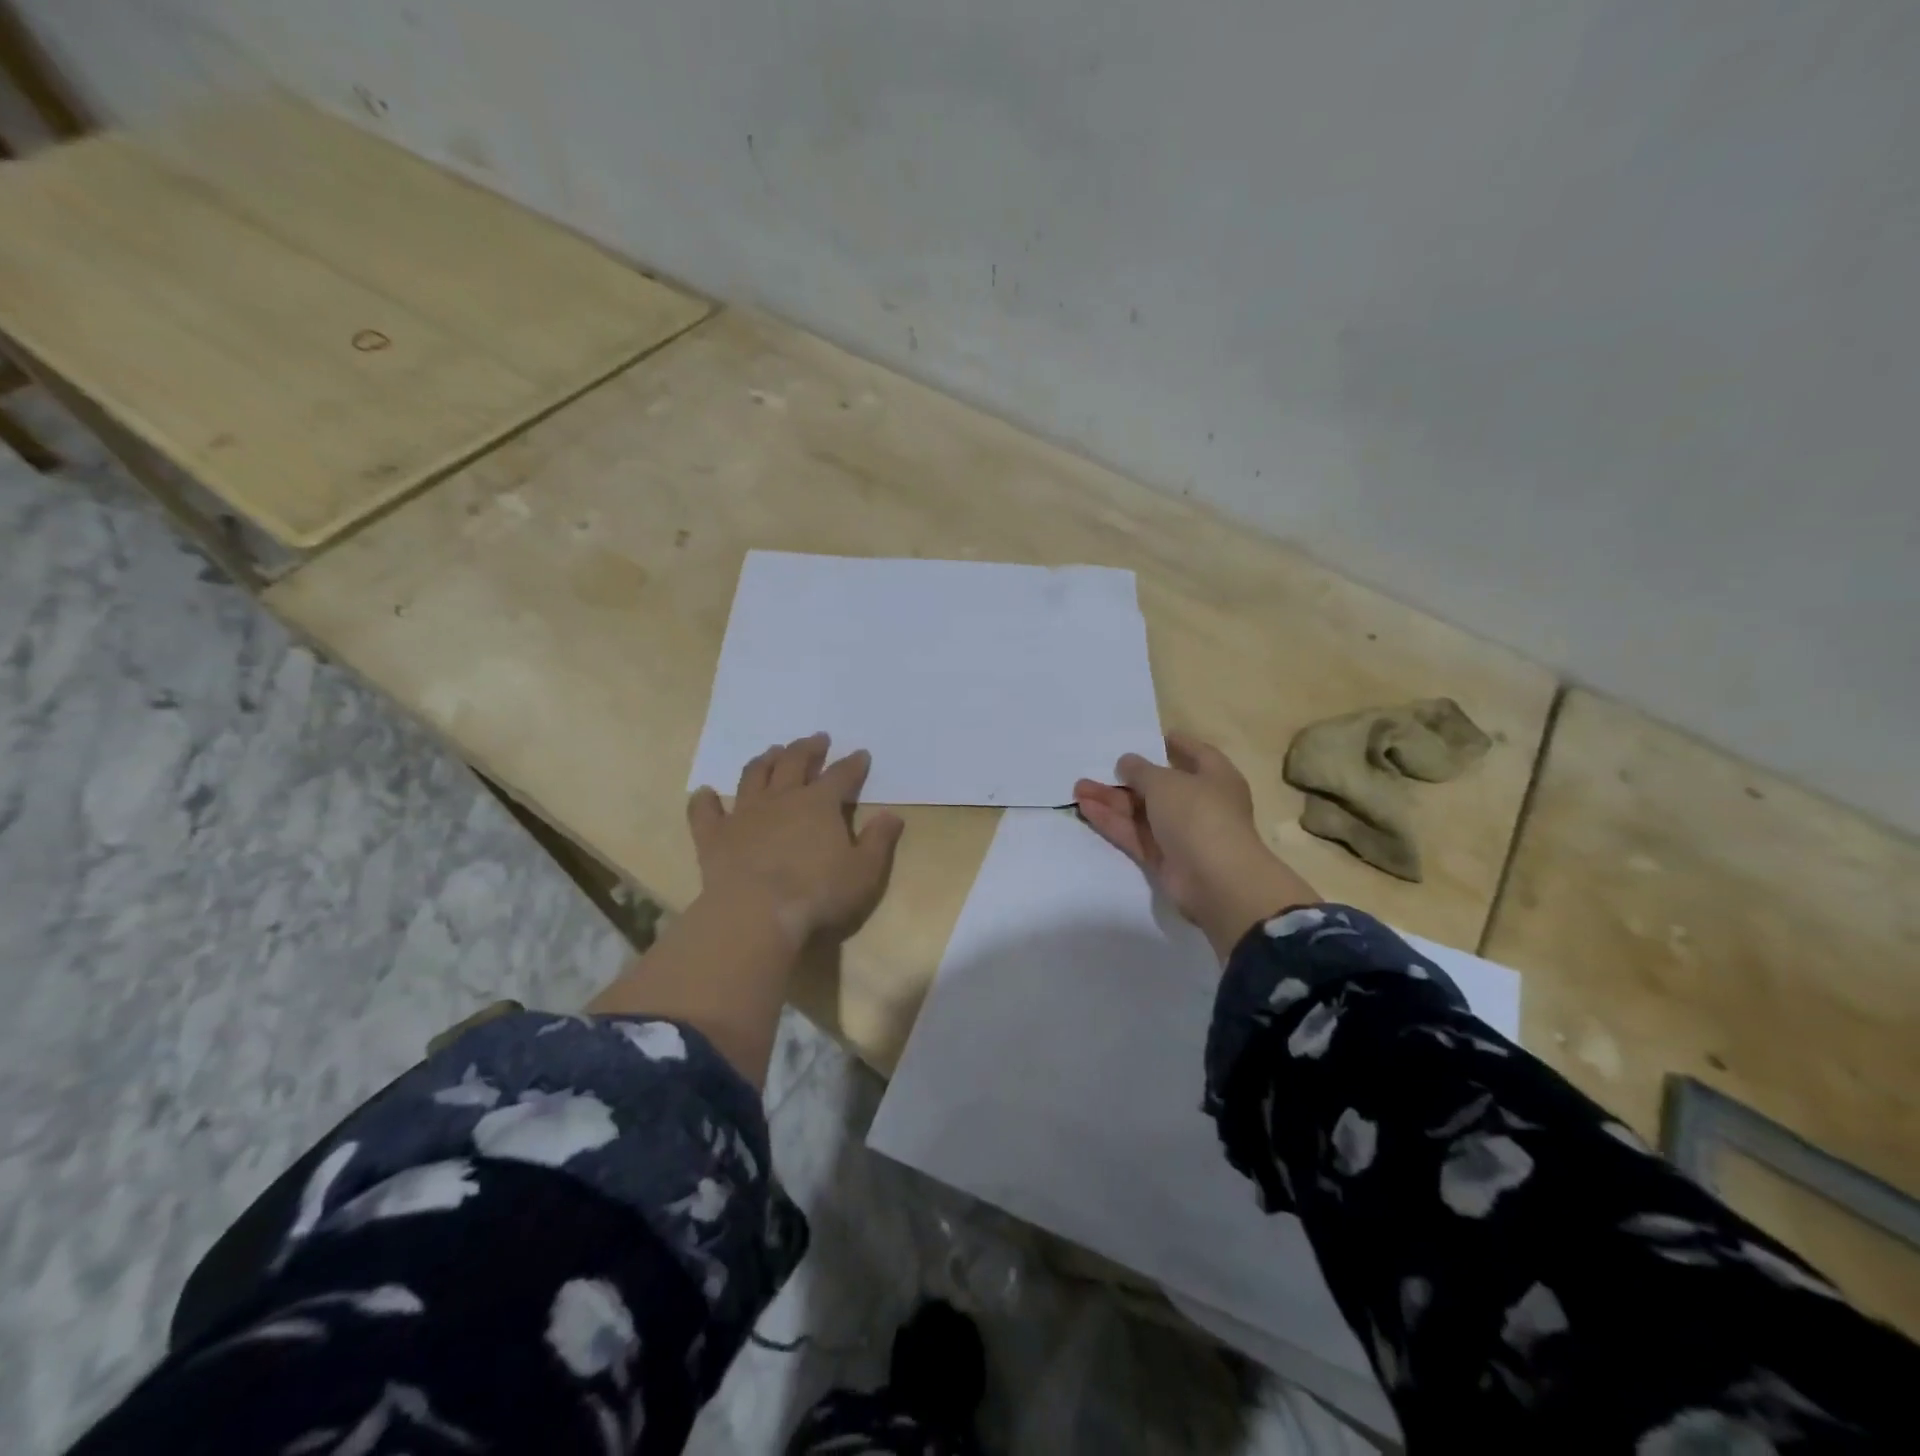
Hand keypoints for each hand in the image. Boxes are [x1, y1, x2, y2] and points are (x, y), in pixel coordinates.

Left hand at [688, 733, 904, 946]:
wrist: (756, 913)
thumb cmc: (818, 893)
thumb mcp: (864, 871)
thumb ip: (879, 841)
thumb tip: (892, 816)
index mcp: (819, 803)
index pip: (841, 775)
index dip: (853, 764)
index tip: (861, 754)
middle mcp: (781, 799)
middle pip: (794, 763)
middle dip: (808, 749)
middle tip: (816, 740)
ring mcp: (744, 814)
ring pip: (753, 776)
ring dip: (765, 761)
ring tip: (772, 752)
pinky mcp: (714, 835)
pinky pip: (705, 812)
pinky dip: (704, 800)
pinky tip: (704, 793)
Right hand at [1074, 732, 1319, 960]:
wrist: (1216, 880)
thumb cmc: (1198, 814)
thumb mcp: (1165, 782)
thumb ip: (1141, 770)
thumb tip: (1126, 762)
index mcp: (1215, 777)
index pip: (1195, 753)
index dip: (1174, 744)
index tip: (1148, 738)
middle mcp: (1201, 803)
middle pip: (1159, 786)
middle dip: (1126, 779)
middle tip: (1095, 768)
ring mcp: (1182, 833)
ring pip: (1142, 812)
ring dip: (1112, 800)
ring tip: (1078, 788)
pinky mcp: (1164, 858)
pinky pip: (1135, 835)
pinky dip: (1113, 823)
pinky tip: (1086, 809)